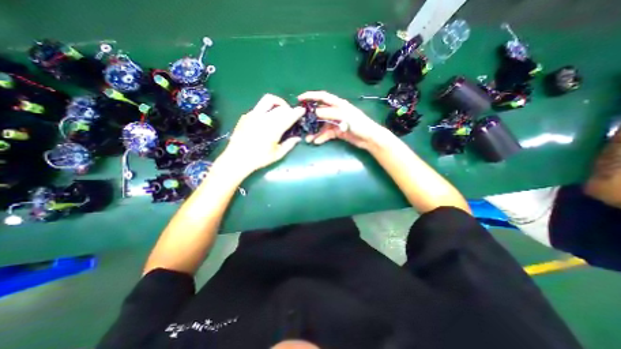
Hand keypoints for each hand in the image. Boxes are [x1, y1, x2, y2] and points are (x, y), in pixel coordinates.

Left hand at [221, 94, 304, 175]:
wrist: (237, 158)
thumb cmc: (259, 159)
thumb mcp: (277, 154)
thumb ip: (289, 145)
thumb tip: (298, 138)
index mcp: (273, 129)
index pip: (289, 116)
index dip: (297, 112)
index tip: (302, 110)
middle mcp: (264, 118)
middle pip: (280, 106)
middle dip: (289, 108)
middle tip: (292, 114)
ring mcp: (253, 115)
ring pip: (268, 100)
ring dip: (278, 103)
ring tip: (281, 110)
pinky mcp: (246, 115)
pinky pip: (259, 107)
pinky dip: (267, 109)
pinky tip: (267, 119)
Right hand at [298, 91, 385, 147]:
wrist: (369, 138)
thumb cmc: (359, 124)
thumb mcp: (344, 116)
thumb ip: (330, 113)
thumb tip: (315, 113)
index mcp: (338, 104)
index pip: (322, 97)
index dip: (311, 96)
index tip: (299, 99)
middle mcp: (336, 112)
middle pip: (320, 113)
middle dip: (310, 117)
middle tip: (301, 122)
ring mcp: (336, 122)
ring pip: (322, 125)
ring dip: (315, 131)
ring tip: (308, 138)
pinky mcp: (337, 132)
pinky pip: (327, 133)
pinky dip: (322, 137)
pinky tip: (316, 142)